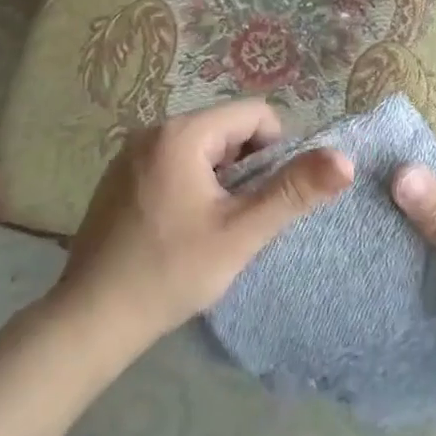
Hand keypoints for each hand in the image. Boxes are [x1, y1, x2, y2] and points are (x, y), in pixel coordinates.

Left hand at [54, 99, 352, 353]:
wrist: (89, 320)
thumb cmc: (170, 272)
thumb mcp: (241, 233)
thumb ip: (294, 191)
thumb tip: (346, 159)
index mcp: (182, 133)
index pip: (255, 114)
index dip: (275, 151)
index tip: (264, 198)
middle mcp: (153, 130)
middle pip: (226, 129)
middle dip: (245, 167)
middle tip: (238, 218)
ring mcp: (130, 153)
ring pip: (201, 148)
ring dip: (220, 179)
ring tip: (210, 226)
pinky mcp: (118, 177)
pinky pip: (173, 162)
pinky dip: (190, 185)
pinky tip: (180, 228)